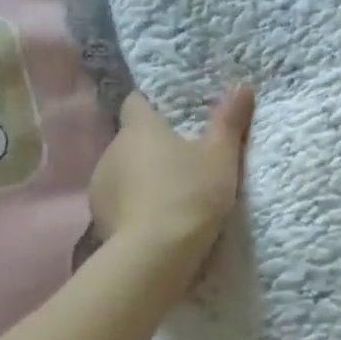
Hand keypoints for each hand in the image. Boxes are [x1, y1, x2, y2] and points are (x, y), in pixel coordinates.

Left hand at [89, 86, 254, 289]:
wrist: (155, 255)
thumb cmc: (190, 194)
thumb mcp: (220, 157)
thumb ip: (228, 120)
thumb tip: (241, 85)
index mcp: (139, 128)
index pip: (136, 102)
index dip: (152, 106)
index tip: (171, 116)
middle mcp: (112, 150)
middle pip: (131, 140)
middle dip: (151, 147)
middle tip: (182, 161)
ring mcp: (100, 185)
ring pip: (122, 172)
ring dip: (140, 178)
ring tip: (169, 196)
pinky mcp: (99, 219)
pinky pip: (118, 202)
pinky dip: (133, 206)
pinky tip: (154, 221)